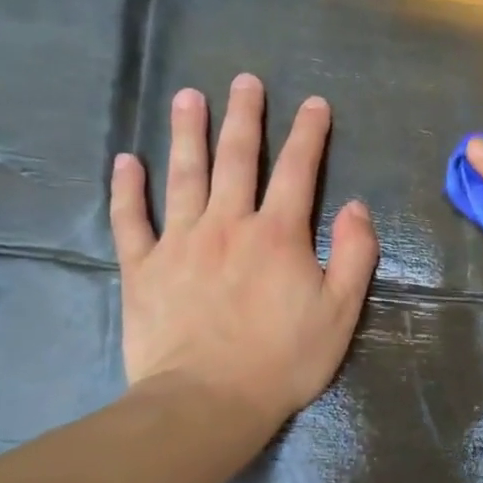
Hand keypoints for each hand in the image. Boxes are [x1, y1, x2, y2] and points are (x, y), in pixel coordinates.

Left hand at [109, 74, 378, 425]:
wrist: (207, 402)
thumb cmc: (283, 359)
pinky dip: (126, 190)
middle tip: (244, 80)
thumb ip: (354, 255)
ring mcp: (180, 243)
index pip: (299, 171)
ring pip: (183, 176)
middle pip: (237, 159)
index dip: (309, 134)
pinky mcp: (143, 268)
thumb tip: (356, 207)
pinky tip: (125, 162)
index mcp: (278, 235)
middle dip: (244, 117)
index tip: (314, 103)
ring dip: (187, 134)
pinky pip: (131, 220)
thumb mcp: (341, 312)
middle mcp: (228, 225)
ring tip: (187, 97)